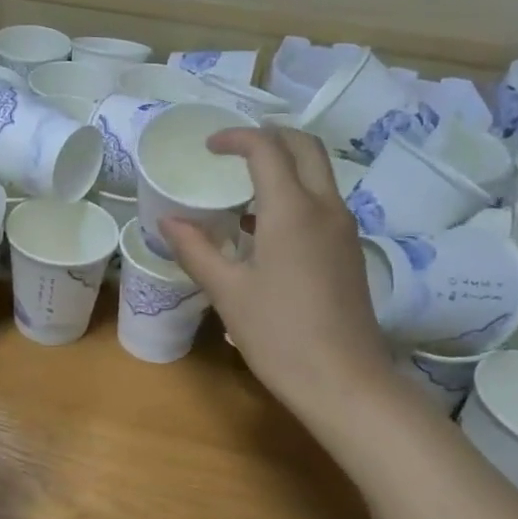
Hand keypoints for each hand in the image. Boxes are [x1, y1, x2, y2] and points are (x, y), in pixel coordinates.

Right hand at [164, 127, 392, 420]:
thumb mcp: (227, 292)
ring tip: (242, 187)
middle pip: (305, 147)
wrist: (344, 381)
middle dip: (270, 137)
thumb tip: (168, 221)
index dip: (236, 138)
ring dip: (284, 166)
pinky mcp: (349, 251)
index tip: (208, 147)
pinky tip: (262, 228)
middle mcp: (325, 208)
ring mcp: (343, 229)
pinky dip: (294, 194)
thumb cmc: (278, 334)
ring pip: (318, 174)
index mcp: (292, 210)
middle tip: (233, 151)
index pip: (267, 149)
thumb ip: (196, 249)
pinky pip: (322, 203)